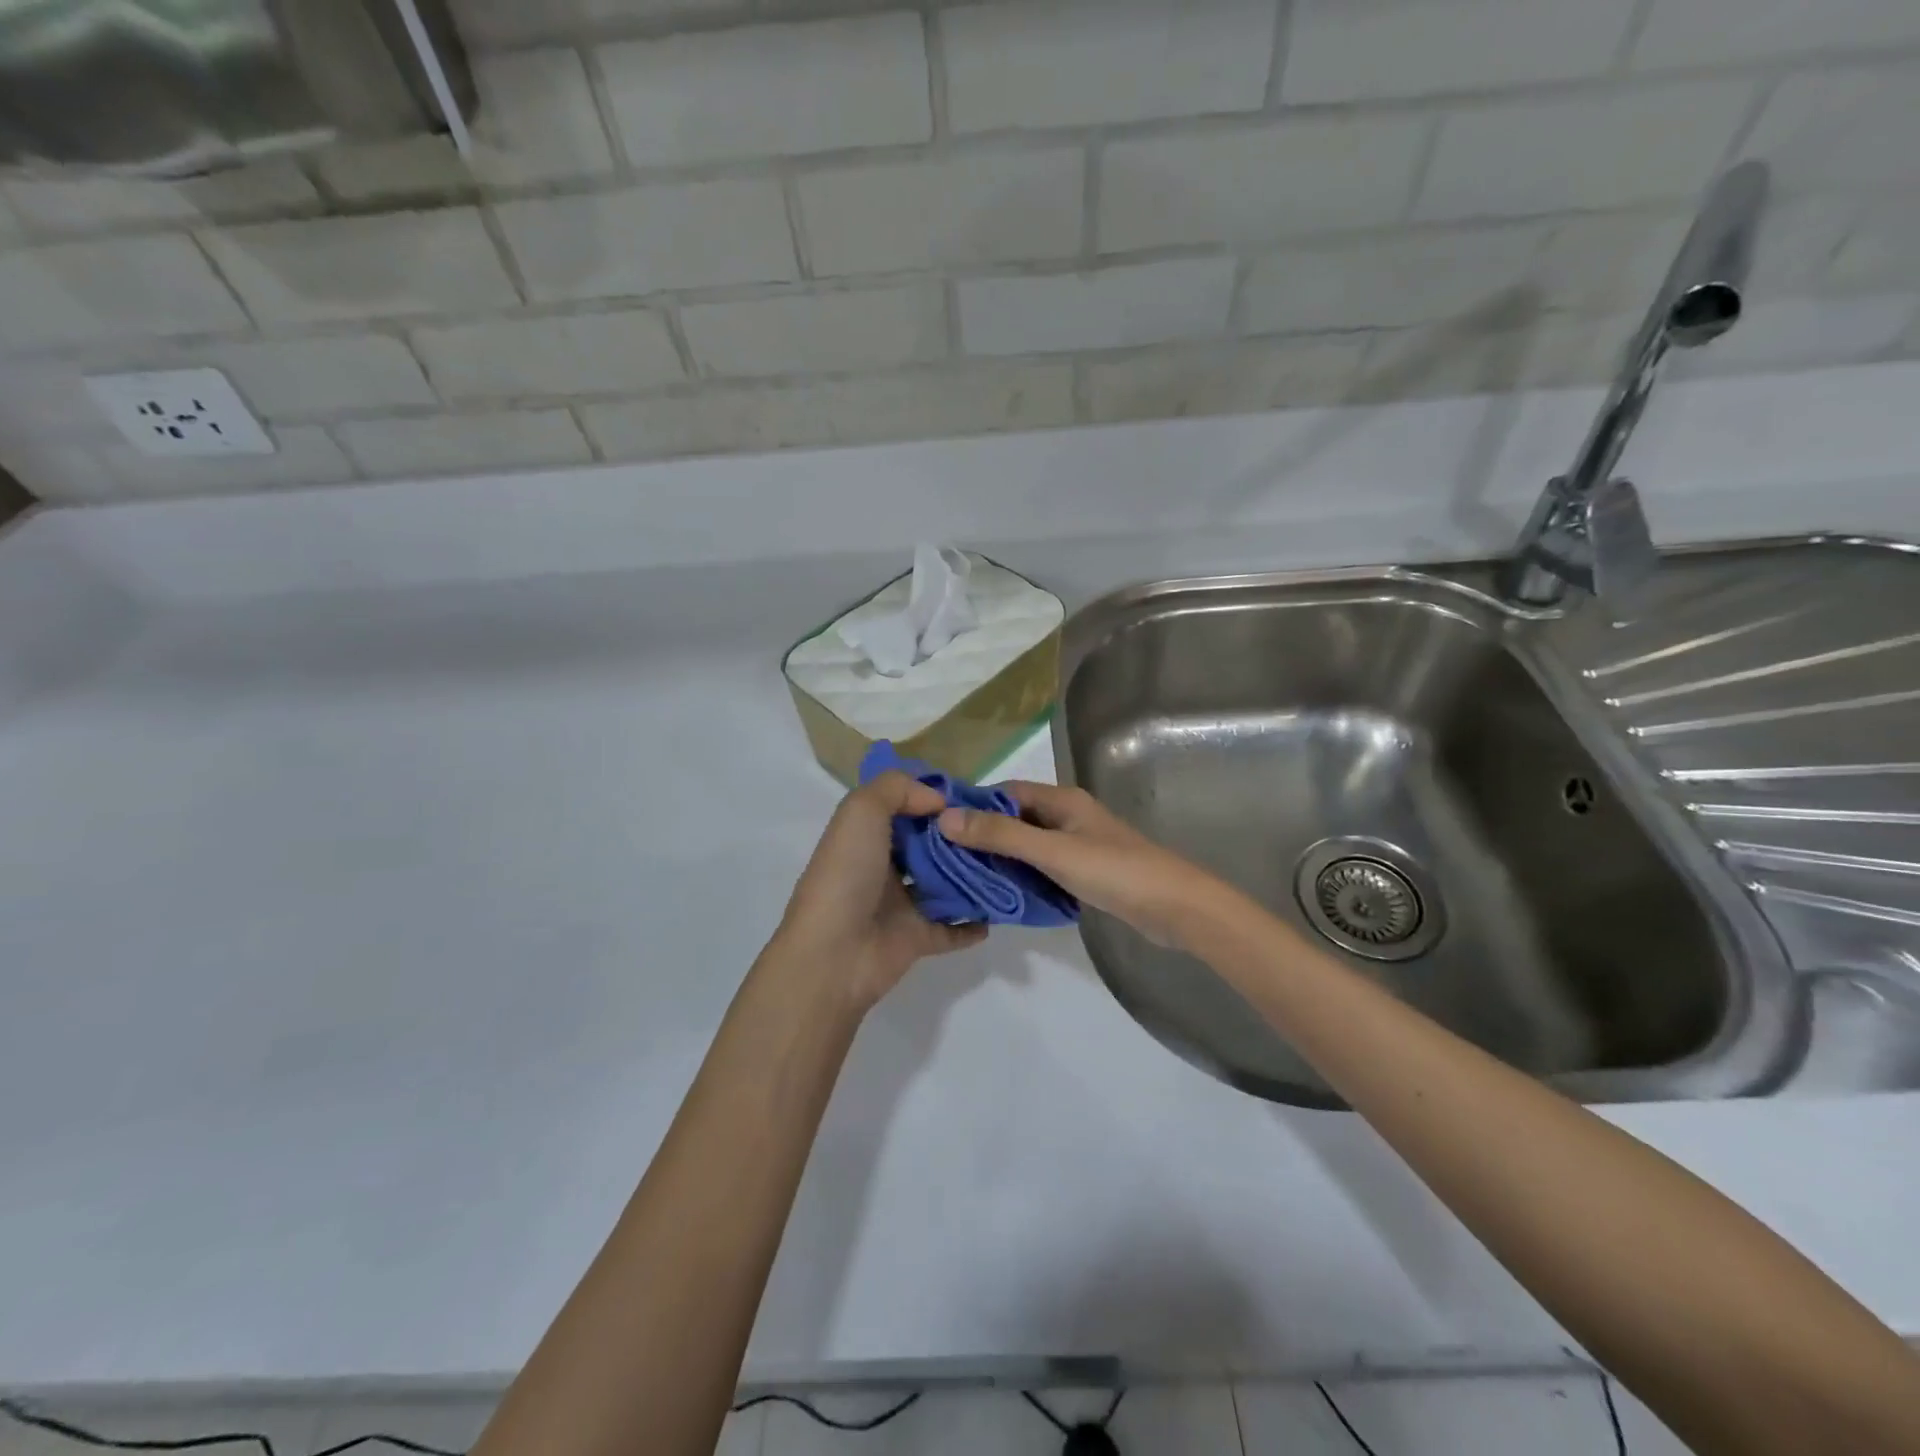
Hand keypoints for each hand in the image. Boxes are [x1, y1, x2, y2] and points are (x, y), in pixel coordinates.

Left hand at [773, 771, 987, 1010]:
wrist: (832, 954)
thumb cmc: (846, 875)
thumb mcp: (861, 811)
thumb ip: (897, 789)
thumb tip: (938, 801)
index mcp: (866, 836)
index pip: (905, 808)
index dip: (935, 798)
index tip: (973, 795)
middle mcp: (883, 867)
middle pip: (929, 845)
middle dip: (960, 836)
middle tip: (1000, 828)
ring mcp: (901, 905)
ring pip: (944, 884)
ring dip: (972, 875)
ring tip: (1007, 862)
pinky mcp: (917, 938)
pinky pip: (953, 928)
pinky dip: (974, 923)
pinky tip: (999, 910)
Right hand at [938, 781, 1231, 950]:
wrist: (1175, 908)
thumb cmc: (1114, 871)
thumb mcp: (1052, 851)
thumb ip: (1001, 835)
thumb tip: (945, 817)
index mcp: (1062, 800)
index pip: (1006, 793)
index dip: (973, 805)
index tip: (937, 824)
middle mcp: (1068, 817)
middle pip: (1016, 819)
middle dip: (983, 835)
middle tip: (944, 858)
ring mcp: (1079, 846)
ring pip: (1029, 846)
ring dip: (1001, 859)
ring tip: (963, 877)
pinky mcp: (1086, 873)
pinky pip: (1043, 868)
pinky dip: (1022, 877)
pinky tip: (1001, 894)